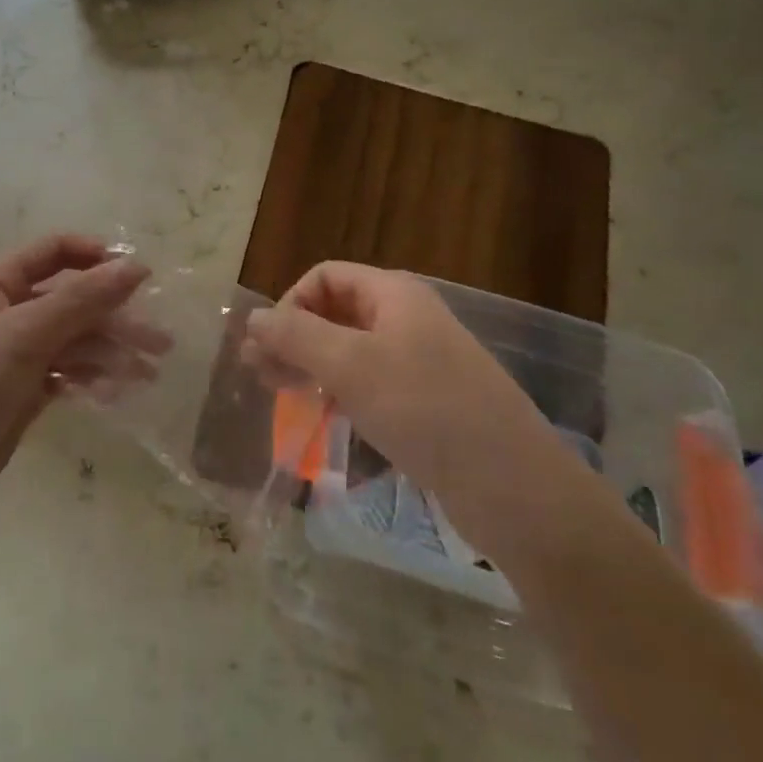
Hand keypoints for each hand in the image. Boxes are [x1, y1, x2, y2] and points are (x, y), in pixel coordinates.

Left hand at [0, 235, 157, 540]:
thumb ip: (82, 299)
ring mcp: (15, 356)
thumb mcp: (23, 334)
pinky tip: (116, 393)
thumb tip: (136, 266)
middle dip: (115, 317)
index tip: (137, 275)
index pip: (53, 252)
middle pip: (72, 301)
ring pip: (74, 341)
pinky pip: (67, 374)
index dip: (95, 256)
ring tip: (148, 374)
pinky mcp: (22, 394)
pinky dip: (91, 378)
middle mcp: (7, 314)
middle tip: (160, 342)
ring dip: (111, 353)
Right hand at [242, 263, 567, 524]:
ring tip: (278, 393)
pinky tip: (320, 414)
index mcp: (394, 293)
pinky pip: (369, 382)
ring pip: (349, 350)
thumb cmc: (424, 409)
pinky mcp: (425, 401)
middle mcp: (406, 317)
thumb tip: (253, 317)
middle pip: (334, 311)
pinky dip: (338, 391)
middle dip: (293, 336)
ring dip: (310, 365)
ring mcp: (418, 360)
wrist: (510, 485)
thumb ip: (296, 336)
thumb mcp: (352, 366)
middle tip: (257, 373)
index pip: (325, 277)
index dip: (290, 303)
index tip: (268, 347)